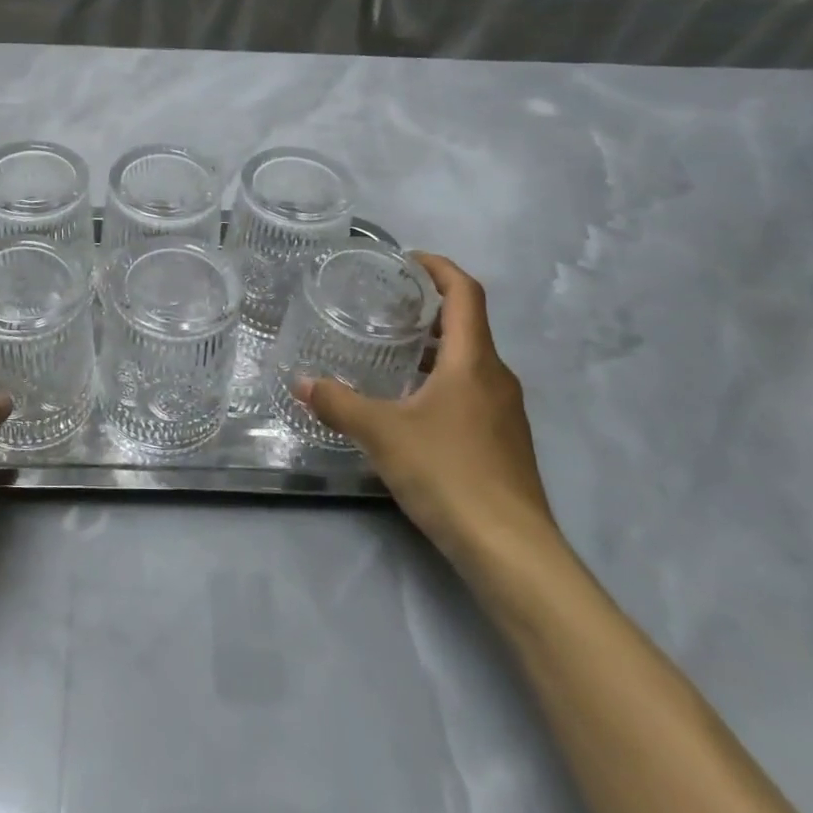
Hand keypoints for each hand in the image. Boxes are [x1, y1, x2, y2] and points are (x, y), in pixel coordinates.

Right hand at [296, 254, 555, 570]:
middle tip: (384, 305)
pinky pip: (472, 391)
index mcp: (473, 361)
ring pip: (469, 361)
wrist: (512, 551)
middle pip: (467, 324)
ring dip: (433, 348)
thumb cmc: (449, 474)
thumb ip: (339, 404)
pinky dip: (441, 381)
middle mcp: (496, 377)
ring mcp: (505, 412)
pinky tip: (410, 405)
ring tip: (389, 351)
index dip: (438, 267)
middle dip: (427, 308)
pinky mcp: (504, 442)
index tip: (405, 260)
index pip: (465, 292)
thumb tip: (300, 382)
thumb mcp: (382, 434)